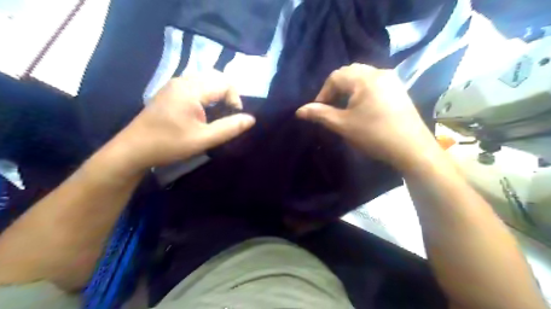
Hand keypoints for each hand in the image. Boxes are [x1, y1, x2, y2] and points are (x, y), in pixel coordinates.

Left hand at [107, 71, 254, 174]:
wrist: (134, 149)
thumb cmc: (169, 145)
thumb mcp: (203, 139)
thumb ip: (229, 128)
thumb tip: (251, 119)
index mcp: (191, 90)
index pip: (225, 83)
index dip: (235, 98)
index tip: (233, 117)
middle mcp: (183, 80)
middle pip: (216, 76)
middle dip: (228, 93)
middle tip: (227, 113)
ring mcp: (174, 84)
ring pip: (205, 78)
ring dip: (217, 92)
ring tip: (218, 111)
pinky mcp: (170, 90)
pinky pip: (195, 83)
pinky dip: (206, 92)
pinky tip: (203, 109)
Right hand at [295, 64, 441, 171]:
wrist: (411, 148)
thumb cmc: (374, 135)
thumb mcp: (343, 125)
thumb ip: (320, 114)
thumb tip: (299, 111)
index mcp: (365, 78)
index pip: (335, 77)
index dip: (323, 93)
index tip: (319, 110)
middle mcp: (379, 73)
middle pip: (349, 73)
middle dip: (335, 89)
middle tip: (330, 107)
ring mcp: (392, 80)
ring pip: (362, 77)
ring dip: (349, 89)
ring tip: (344, 107)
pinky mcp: (398, 90)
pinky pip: (374, 83)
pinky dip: (362, 91)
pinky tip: (362, 107)